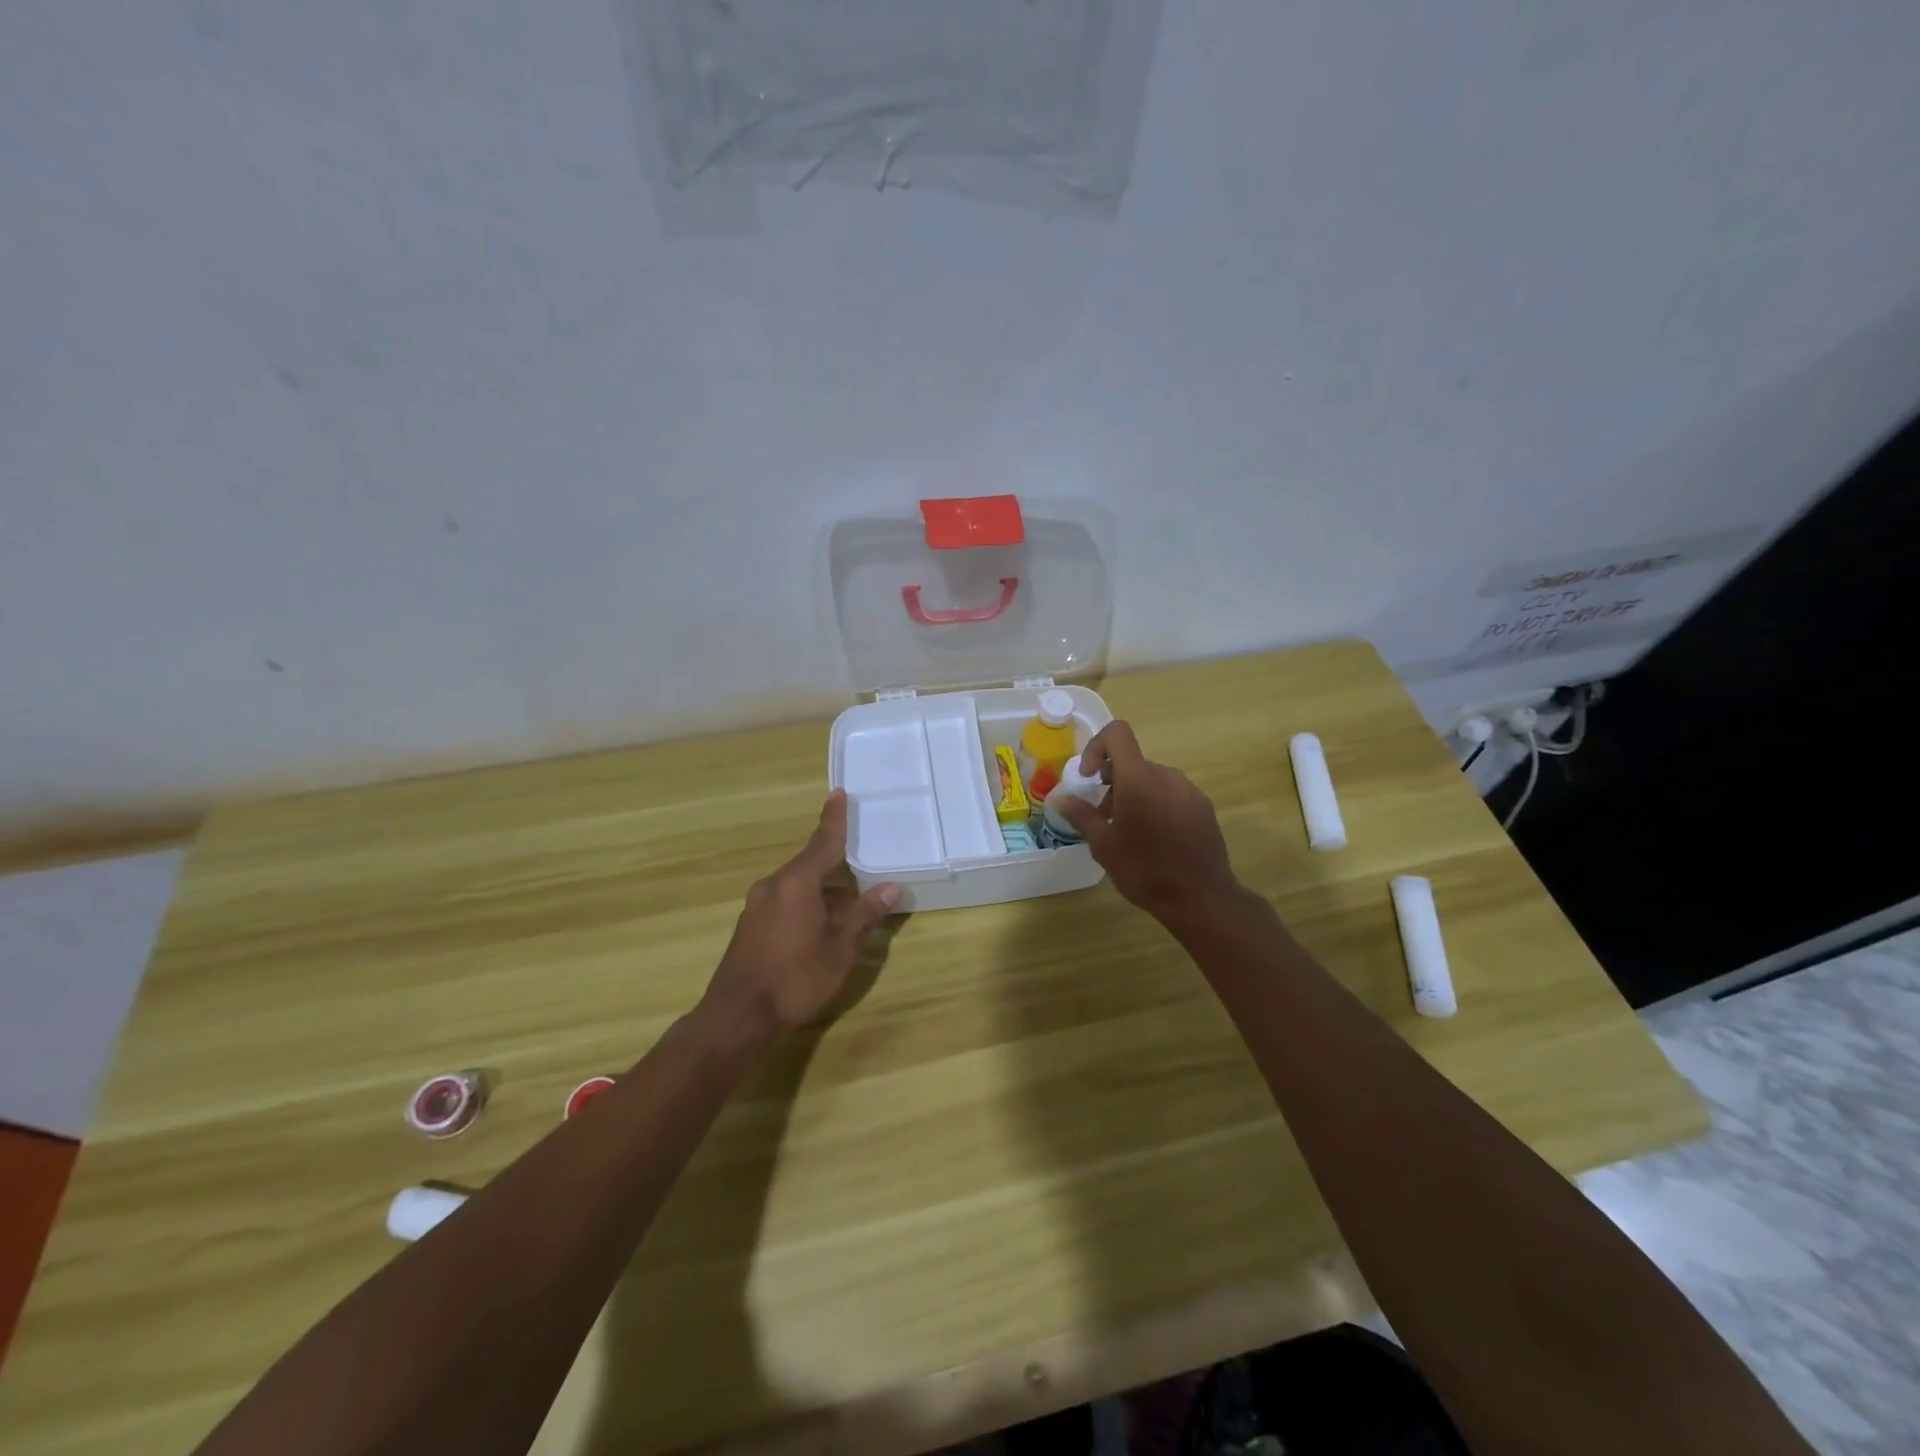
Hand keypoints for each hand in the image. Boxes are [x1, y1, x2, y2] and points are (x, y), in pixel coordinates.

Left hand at [698, 790, 900, 1046]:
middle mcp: (774, 886)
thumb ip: (864, 915)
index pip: (822, 842)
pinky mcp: (751, 925)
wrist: (738, 1017)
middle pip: (809, 864)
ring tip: (849, 898)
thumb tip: (890, 887)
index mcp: (797, 883)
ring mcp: (758, 905)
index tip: (838, 794)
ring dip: (822, 888)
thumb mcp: (840, 949)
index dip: (834, 819)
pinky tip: (821, 922)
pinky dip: (806, 902)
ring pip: (797, 885)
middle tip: (860, 857)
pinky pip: (785, 900)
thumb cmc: (795, 978)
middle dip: (834, 862)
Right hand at [1055, 721, 1238, 927]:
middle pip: (1133, 762)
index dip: (1097, 747)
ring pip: (1152, 780)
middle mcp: (1166, 775)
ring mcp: (1189, 790)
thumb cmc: (1144, 869)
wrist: (1200, 898)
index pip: (1117, 734)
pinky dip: (1156, 805)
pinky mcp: (1203, 807)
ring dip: (1134, 795)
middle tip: (1104, 817)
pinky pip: (1172, 794)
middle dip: (1113, 782)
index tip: (1089, 778)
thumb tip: (1059, 799)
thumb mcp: (1103, 845)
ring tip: (1129, 833)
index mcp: (1139, 778)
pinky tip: (1155, 840)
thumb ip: (1080, 815)